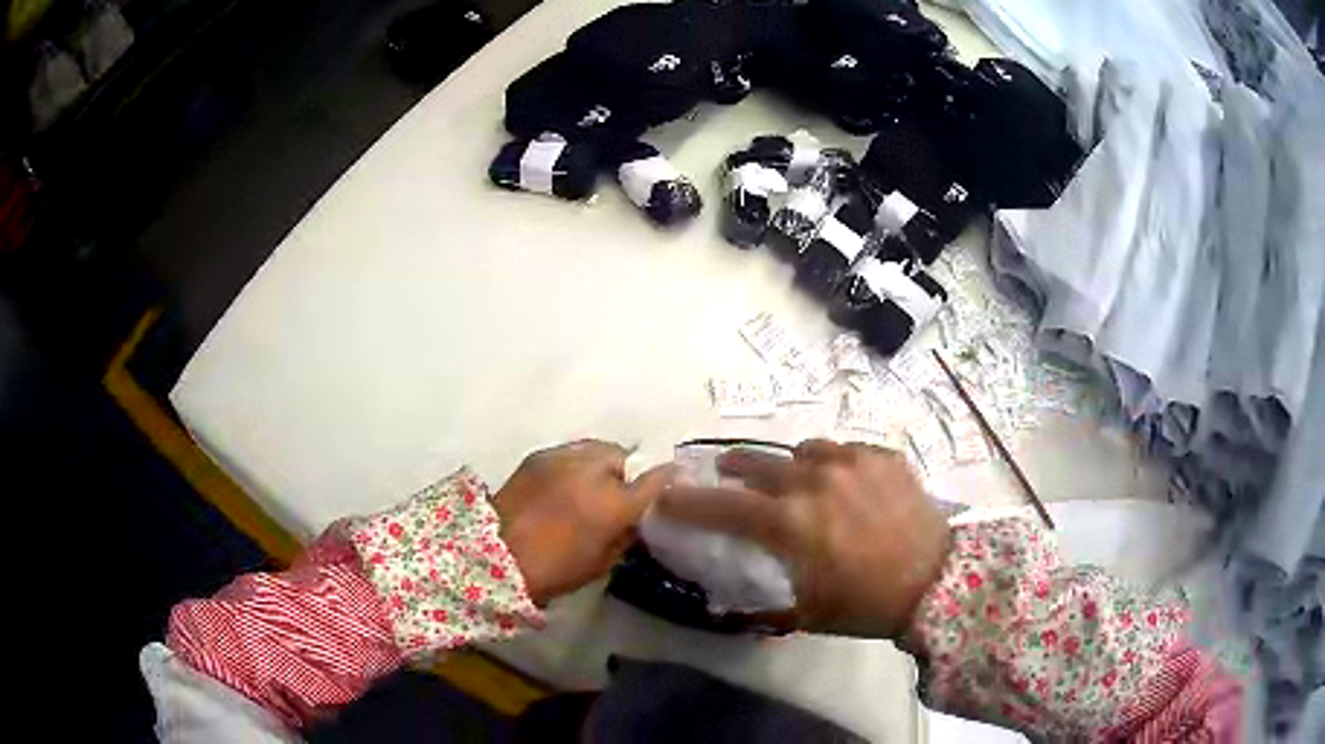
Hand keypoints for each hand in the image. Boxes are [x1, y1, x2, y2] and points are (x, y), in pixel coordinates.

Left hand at [495, 440, 675, 605]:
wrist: (494, 556)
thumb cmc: (554, 570)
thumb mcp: (601, 563)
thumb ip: (624, 535)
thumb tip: (633, 520)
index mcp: (614, 504)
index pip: (655, 480)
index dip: (667, 479)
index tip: (673, 480)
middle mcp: (593, 471)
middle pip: (623, 456)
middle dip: (625, 472)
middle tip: (617, 493)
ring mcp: (564, 458)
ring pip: (596, 449)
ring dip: (600, 464)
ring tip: (590, 484)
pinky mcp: (539, 456)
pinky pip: (569, 452)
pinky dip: (575, 464)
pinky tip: (566, 483)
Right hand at [657, 439, 950, 638]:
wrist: (937, 581)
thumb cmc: (866, 604)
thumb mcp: (807, 612)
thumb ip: (765, 599)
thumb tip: (734, 597)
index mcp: (789, 522)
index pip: (722, 506)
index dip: (688, 501)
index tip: (667, 496)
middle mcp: (813, 481)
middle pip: (756, 462)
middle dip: (734, 468)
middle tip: (729, 475)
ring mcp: (851, 462)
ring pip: (802, 450)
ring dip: (790, 466)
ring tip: (799, 481)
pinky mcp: (881, 456)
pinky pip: (844, 450)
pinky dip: (833, 464)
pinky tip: (846, 483)